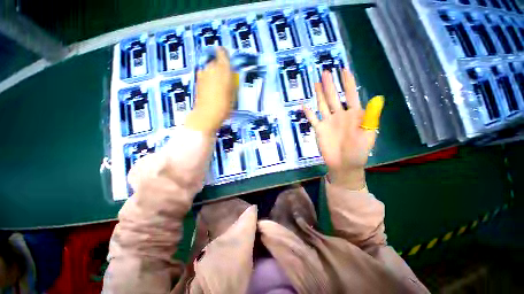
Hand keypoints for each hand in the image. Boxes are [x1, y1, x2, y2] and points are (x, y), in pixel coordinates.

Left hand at [186, 47, 235, 134]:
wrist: (207, 114)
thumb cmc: (224, 104)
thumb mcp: (233, 92)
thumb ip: (231, 79)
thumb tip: (229, 74)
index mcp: (223, 69)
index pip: (222, 53)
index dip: (224, 54)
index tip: (227, 57)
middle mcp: (211, 68)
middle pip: (215, 61)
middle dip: (220, 67)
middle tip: (225, 78)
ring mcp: (202, 74)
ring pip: (209, 69)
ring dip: (214, 74)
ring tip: (218, 86)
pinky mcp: (197, 81)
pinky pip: (204, 75)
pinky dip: (208, 79)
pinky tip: (212, 90)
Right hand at [304, 70, 383, 189]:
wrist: (344, 164)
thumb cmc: (359, 150)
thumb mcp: (369, 134)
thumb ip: (371, 117)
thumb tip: (377, 98)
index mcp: (353, 114)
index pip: (350, 94)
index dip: (348, 82)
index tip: (344, 70)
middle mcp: (339, 115)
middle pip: (333, 97)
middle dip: (330, 84)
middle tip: (325, 72)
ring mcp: (328, 122)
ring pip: (322, 105)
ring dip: (319, 94)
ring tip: (316, 83)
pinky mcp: (319, 129)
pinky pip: (312, 119)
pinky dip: (308, 112)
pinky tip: (303, 105)